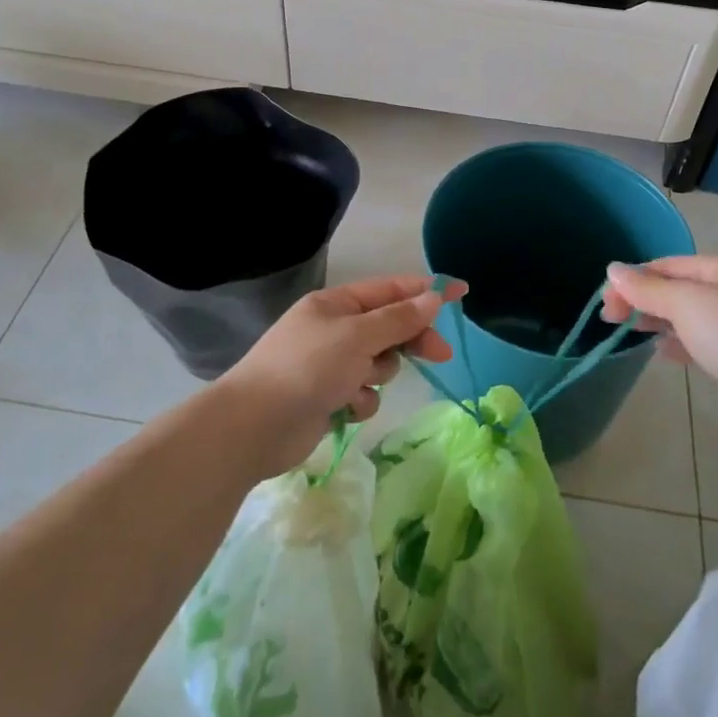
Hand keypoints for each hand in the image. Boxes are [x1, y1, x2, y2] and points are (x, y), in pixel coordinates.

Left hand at [220, 274, 463, 475]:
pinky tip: (345, 408)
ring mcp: (330, 364)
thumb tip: (433, 296)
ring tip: (358, 384)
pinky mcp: (328, 397)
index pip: (390, 290)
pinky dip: (360, 400)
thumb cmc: (307, 367)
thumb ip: (399, 318)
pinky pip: (363, 392)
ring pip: (379, 362)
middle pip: (389, 327)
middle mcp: (334, 329)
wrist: (255, 426)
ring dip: (378, 374)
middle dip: (411, 339)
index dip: (426, 291)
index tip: (462, 293)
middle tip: (440, 354)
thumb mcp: (357, 336)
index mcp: (336, 304)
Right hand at [602, 255, 717, 444]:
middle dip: (644, 300)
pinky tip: (665, 353)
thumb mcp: (684, 304)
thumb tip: (612, 269)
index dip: (633, 279)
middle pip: (680, 288)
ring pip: (693, 315)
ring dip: (661, 321)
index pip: (669, 264)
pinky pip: (707, 340)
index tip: (605, 302)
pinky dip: (683, 342)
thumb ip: (646, 288)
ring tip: (634, 334)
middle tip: (611, 319)